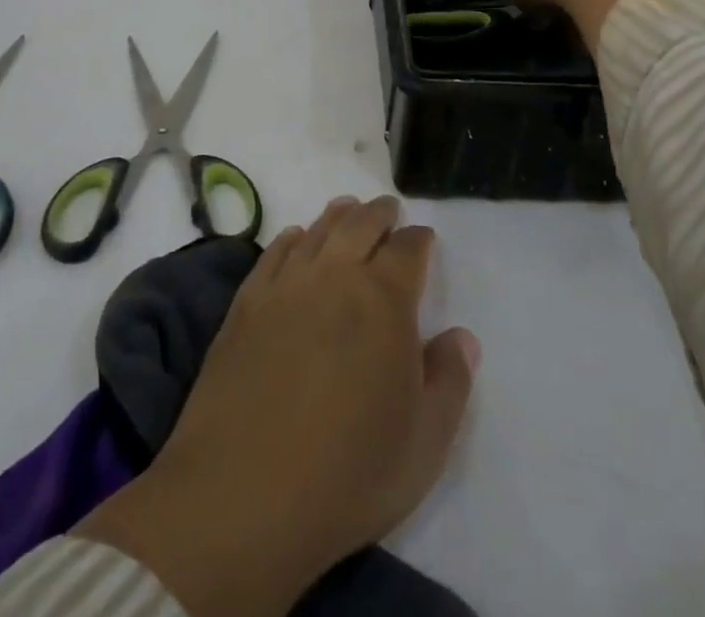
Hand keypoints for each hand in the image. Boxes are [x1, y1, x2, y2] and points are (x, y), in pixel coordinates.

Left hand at [75, 197, 477, 616]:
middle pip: (361, 224)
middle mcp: (335, 276)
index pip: (408, 248)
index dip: (419, 240)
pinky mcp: (246, 304)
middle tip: (388, 210)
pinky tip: (294, 239)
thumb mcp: (424, 445)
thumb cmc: (347, 474)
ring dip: (337, 216)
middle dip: (380, 213)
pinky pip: (274, 253)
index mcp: (384, 300)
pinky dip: (290, 239)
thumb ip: (450, 381)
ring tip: (346, 209)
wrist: (242, 495)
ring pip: (317, 231)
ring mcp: (286, 286)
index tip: (423, 240)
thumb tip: (462, 336)